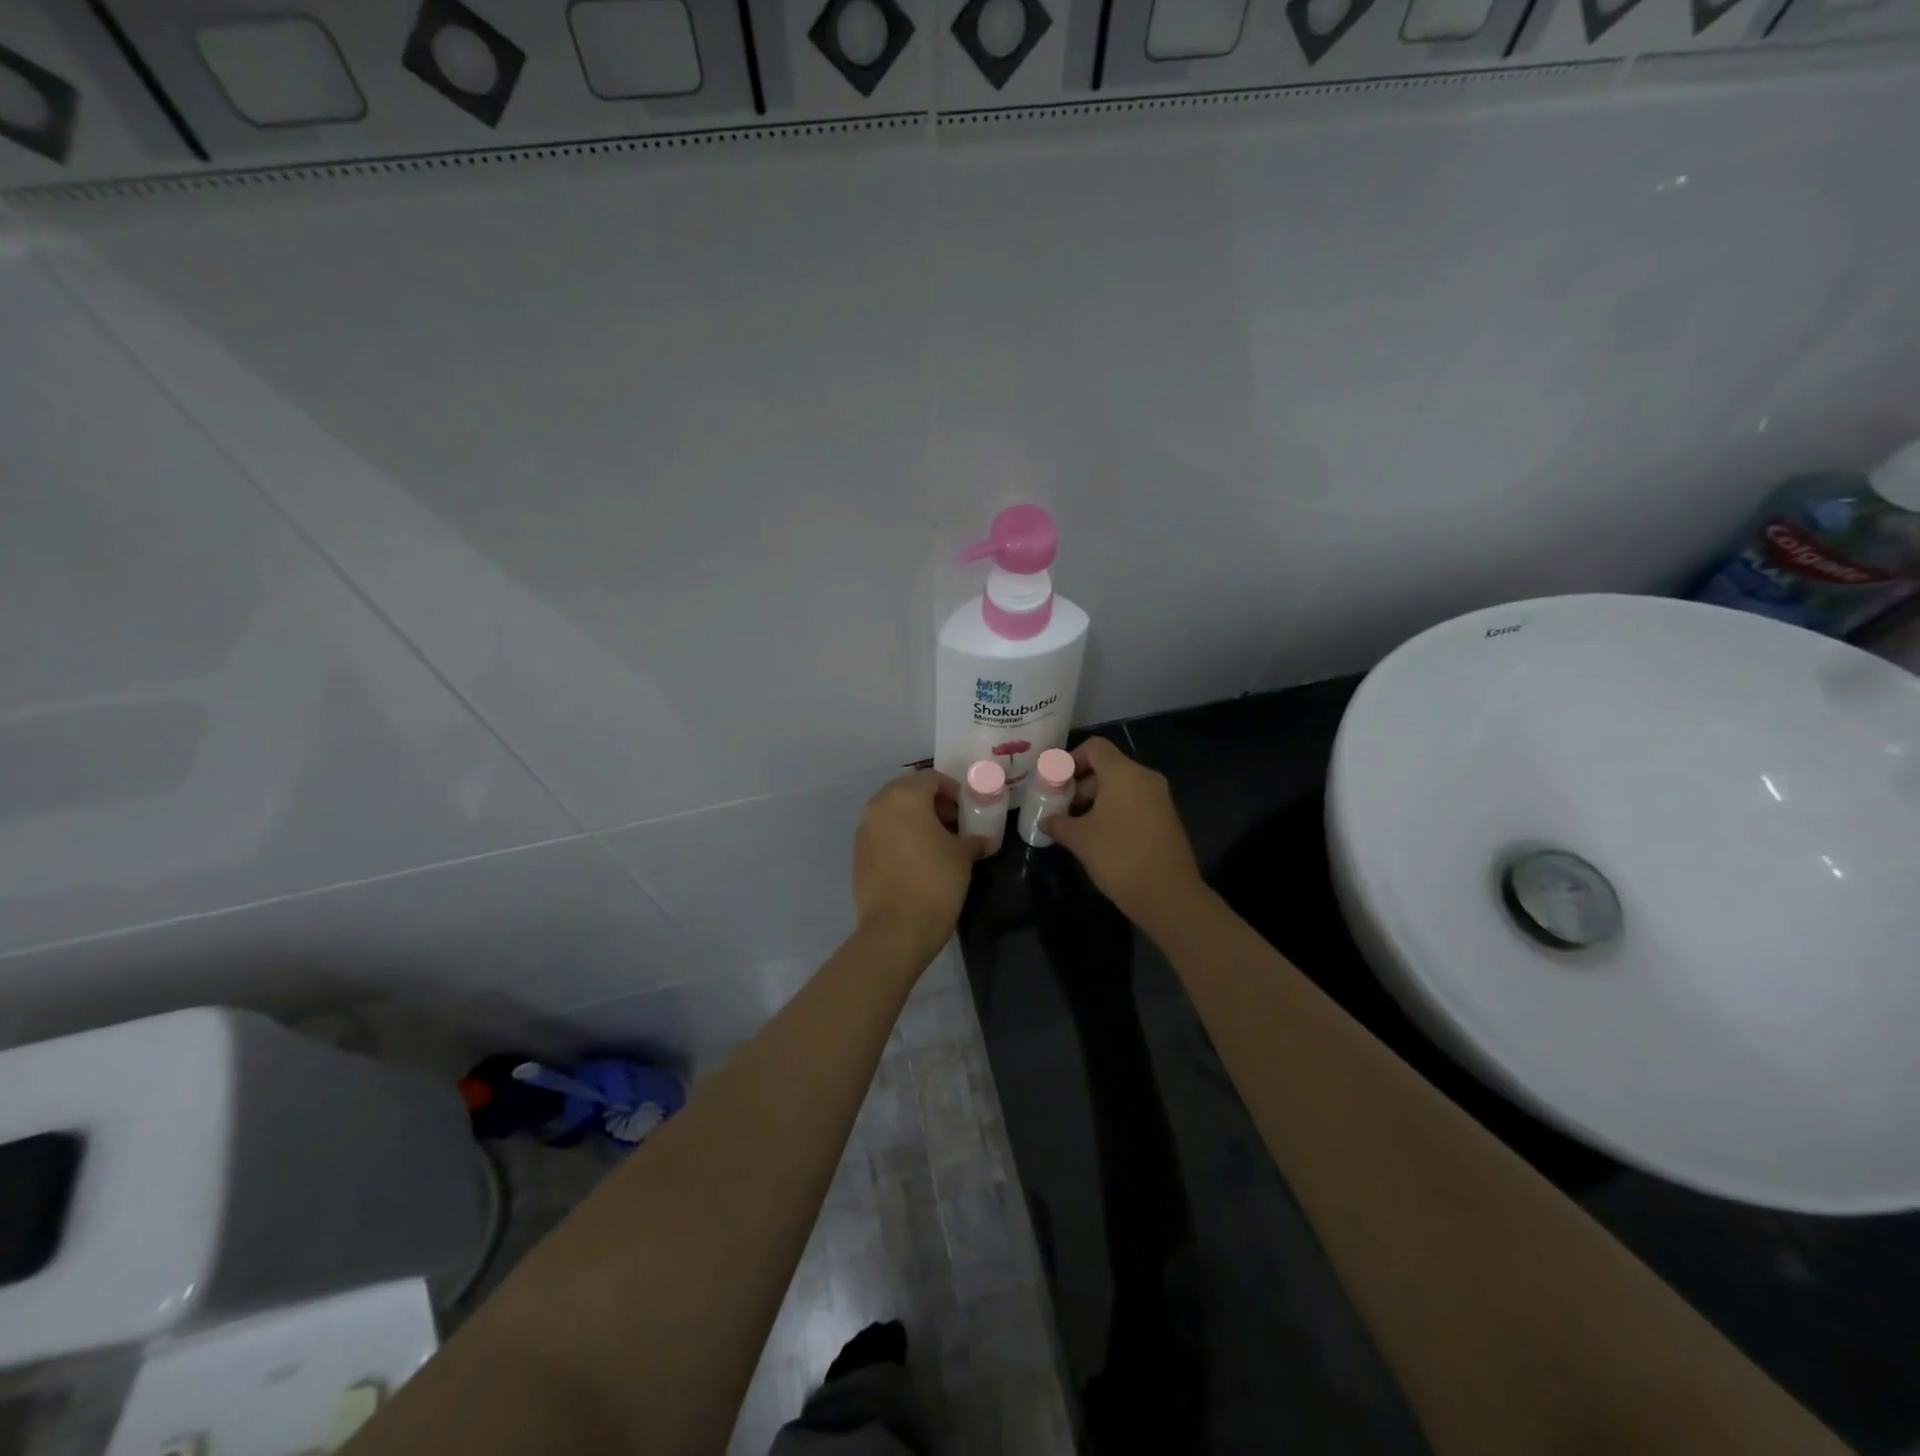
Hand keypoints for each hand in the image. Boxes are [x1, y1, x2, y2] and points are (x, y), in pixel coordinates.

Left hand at [852, 769, 984, 956]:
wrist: (897, 928)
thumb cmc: (935, 881)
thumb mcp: (963, 855)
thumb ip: (972, 838)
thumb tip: (980, 839)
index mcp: (904, 797)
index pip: (931, 778)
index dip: (954, 790)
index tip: (968, 810)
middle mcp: (878, 806)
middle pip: (909, 791)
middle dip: (933, 804)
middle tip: (954, 824)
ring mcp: (864, 830)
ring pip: (893, 813)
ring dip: (915, 820)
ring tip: (938, 844)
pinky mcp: (858, 854)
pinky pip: (882, 834)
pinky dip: (900, 838)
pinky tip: (918, 861)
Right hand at [1041, 737, 1205, 931]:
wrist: (1168, 895)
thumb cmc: (1118, 856)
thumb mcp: (1080, 839)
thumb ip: (1058, 823)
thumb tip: (1045, 820)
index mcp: (1124, 773)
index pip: (1095, 747)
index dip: (1070, 759)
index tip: (1055, 783)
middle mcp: (1145, 778)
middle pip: (1107, 767)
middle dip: (1080, 784)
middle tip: (1060, 808)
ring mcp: (1159, 799)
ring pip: (1121, 787)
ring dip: (1096, 801)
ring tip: (1075, 826)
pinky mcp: (1166, 819)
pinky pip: (1134, 803)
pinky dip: (1114, 811)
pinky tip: (1099, 838)